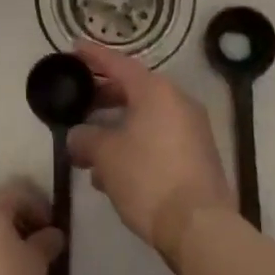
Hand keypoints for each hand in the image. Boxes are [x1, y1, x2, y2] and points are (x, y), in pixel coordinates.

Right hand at [67, 42, 235, 263]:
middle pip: (134, 89)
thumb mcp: (106, 155)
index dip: (94, 56)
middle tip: (79, 100)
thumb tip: (78, 136)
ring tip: (89, 146)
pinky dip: (135, 144)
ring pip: (146, 117)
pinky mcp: (197, 156)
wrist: (199, 227)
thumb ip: (85, 138)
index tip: (75, 48)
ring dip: (117, 126)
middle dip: (104, 95)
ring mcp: (192, 129)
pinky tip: (112, 171)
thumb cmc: (148, 178)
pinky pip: (158, 138)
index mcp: (156, 91)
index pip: (118, 64)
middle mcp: (178, 101)